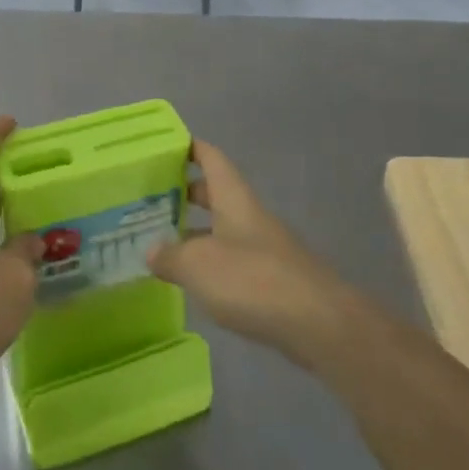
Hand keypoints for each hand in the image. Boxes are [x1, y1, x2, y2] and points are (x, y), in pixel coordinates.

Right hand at [148, 141, 351, 366]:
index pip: (212, 159)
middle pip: (217, 194)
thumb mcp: (198, 265)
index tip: (165, 146)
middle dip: (186, 193)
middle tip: (151, 199)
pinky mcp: (271, 281)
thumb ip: (170, 255)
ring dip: (195, 232)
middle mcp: (250, 217)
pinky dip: (210, 263)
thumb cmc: (252, 280)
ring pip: (223, 229)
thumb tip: (151, 249)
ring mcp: (264, 249)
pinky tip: (192, 280)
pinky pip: (233, 261)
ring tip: (161, 242)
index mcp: (234, 199)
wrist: (317, 323)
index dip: (190, 148)